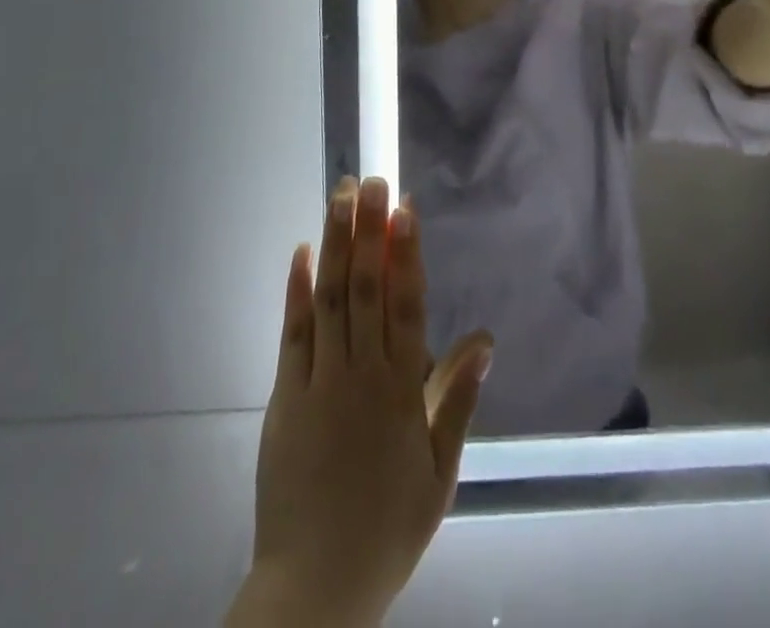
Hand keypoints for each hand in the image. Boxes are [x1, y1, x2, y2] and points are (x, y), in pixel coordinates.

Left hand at [229, 177, 492, 627]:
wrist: (314, 587)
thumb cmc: (387, 526)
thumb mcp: (440, 471)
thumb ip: (457, 398)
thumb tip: (485, 338)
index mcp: (402, 388)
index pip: (407, 303)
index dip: (407, 251)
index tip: (405, 208)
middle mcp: (361, 372)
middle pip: (367, 287)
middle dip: (370, 230)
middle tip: (372, 181)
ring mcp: (319, 381)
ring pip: (331, 298)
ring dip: (336, 244)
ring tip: (340, 197)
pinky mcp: (284, 396)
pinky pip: (292, 333)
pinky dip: (297, 290)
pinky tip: (301, 251)